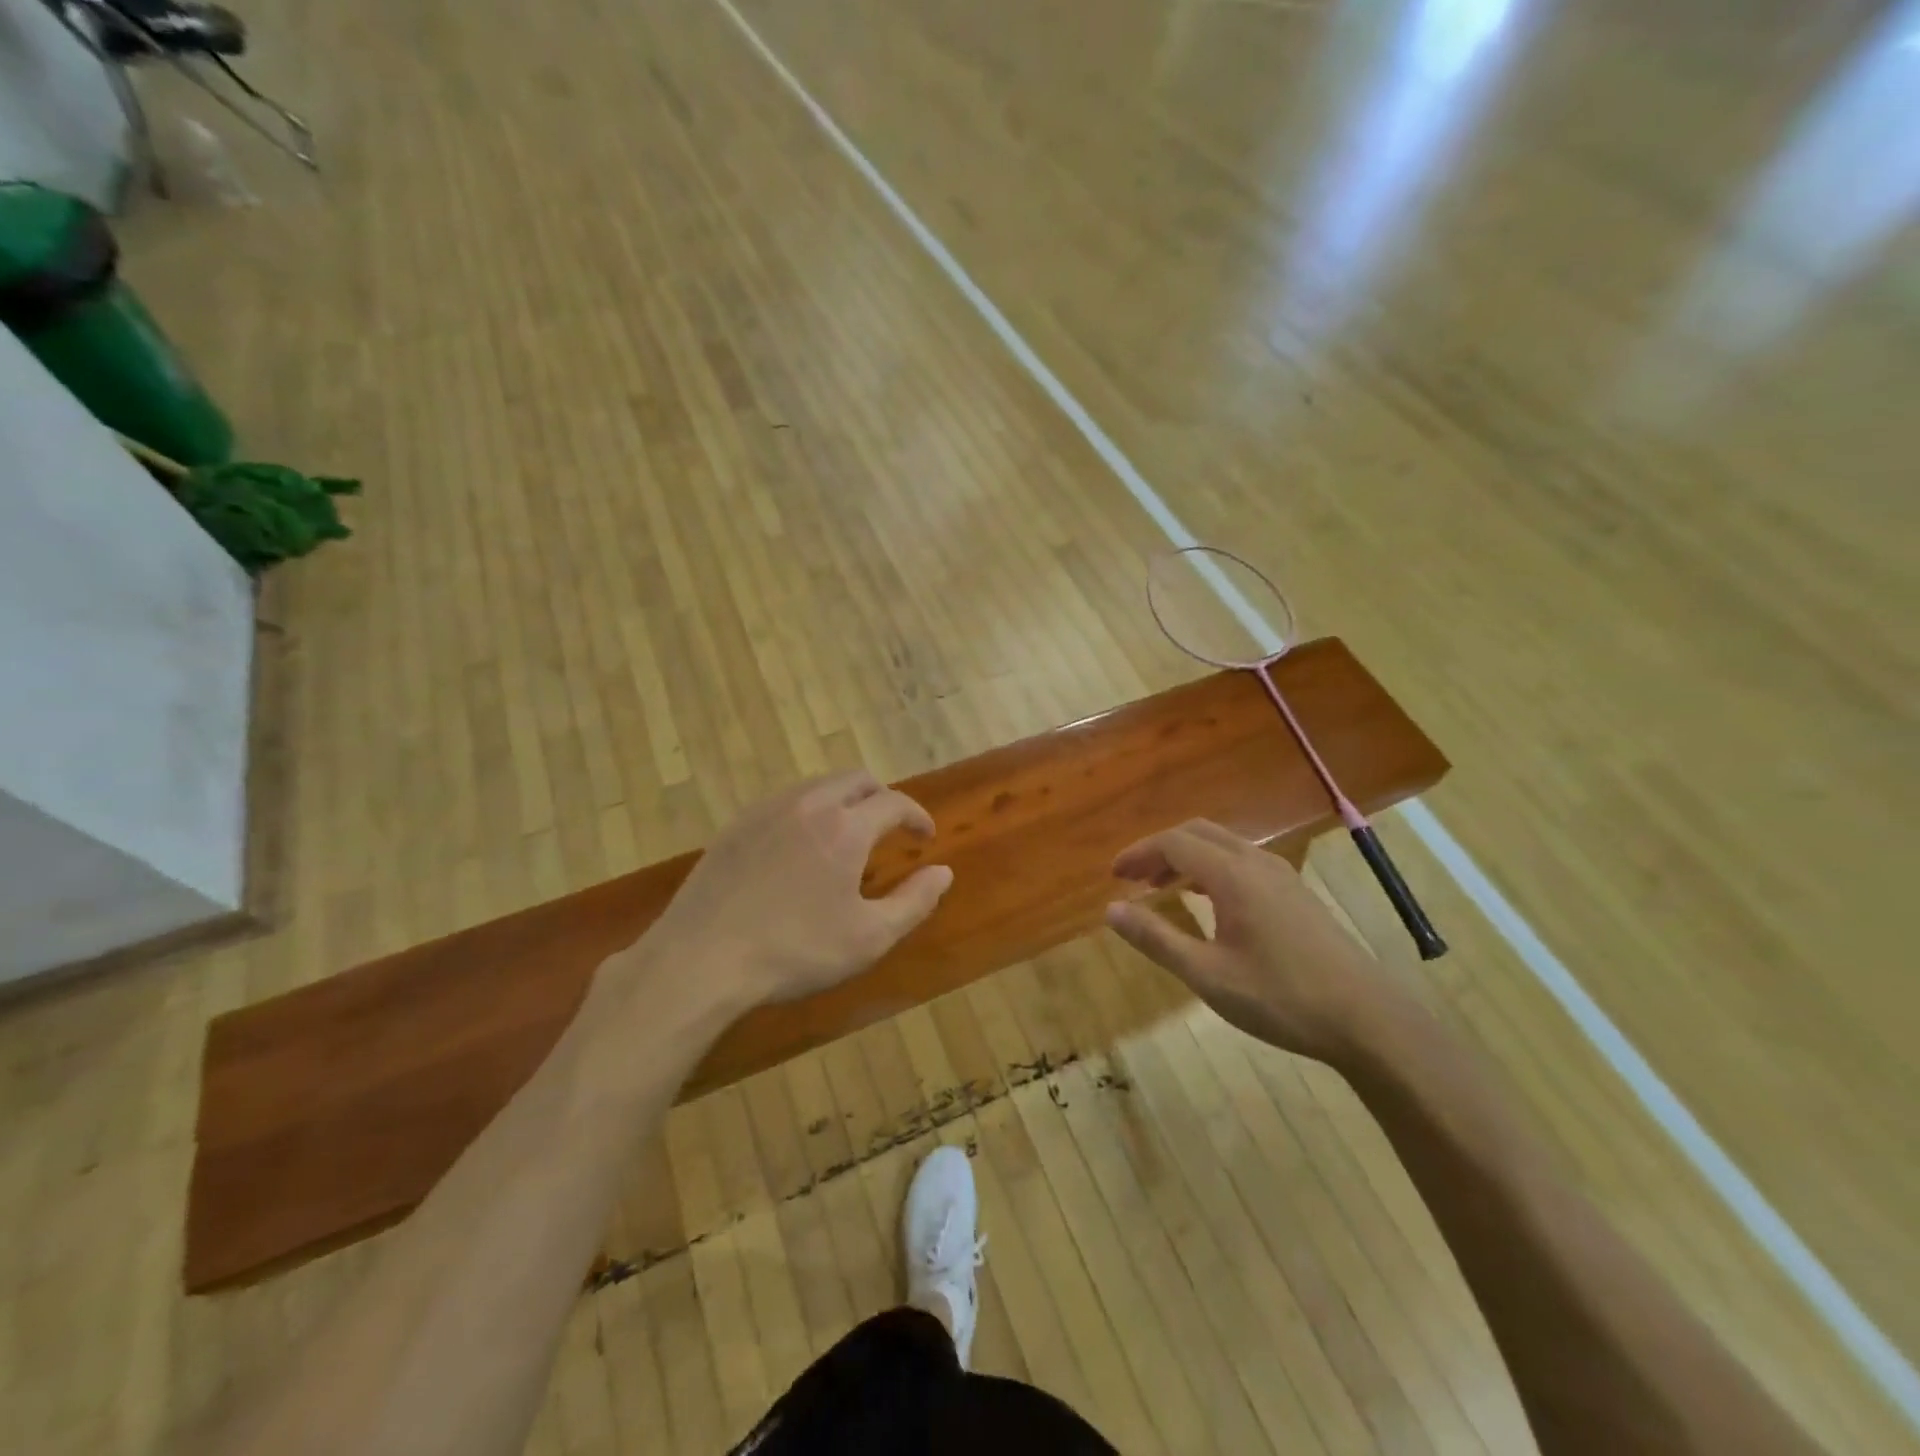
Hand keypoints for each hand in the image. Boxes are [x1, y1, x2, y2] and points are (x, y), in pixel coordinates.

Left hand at [633, 770, 953, 1013]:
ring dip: (844, 800)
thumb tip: (944, 873)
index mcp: (845, 827)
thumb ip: (914, 902)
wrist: (700, 958)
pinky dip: (808, 811)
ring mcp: (766, 811)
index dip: (916, 816)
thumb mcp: (869, 938)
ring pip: (818, 786)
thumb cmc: (795, 951)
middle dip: (882, 797)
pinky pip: (784, 802)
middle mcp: (808, 804)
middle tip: (891, 827)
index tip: (925, 836)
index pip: (894, 802)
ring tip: (849, 834)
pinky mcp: (736, 826)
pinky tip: (801, 845)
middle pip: (856, 780)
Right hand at [1105, 819, 1395, 1063]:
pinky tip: (1207, 902)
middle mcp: (1257, 863)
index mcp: (1233, 875)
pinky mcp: (1296, 893)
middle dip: (1160, 849)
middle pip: (1198, 833)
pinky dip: (1211, 868)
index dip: (1139, 854)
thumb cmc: (1280, 997)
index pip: (1174, 843)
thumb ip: (1156, 938)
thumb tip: (1111, 910)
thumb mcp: (1207, 975)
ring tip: (1161, 887)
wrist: (1368, 1020)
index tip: (1114, 876)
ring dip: (1186, 857)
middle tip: (1133, 878)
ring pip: (1223, 846)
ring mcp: (1282, 876)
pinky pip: (1242, 862)